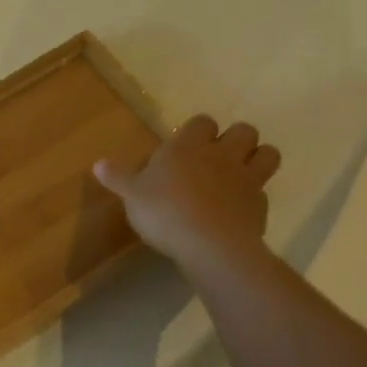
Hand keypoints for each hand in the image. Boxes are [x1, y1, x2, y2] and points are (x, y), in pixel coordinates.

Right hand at [95, 115, 281, 279]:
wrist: (210, 245)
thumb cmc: (165, 212)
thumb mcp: (132, 195)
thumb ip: (118, 178)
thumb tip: (98, 164)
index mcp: (188, 146)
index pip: (202, 122)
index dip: (197, 131)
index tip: (187, 146)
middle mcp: (222, 155)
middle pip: (243, 130)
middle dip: (235, 139)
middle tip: (218, 157)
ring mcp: (246, 179)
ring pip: (268, 153)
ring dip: (258, 158)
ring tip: (241, 174)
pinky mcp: (260, 205)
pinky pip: (264, 192)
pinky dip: (254, 198)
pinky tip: (239, 211)